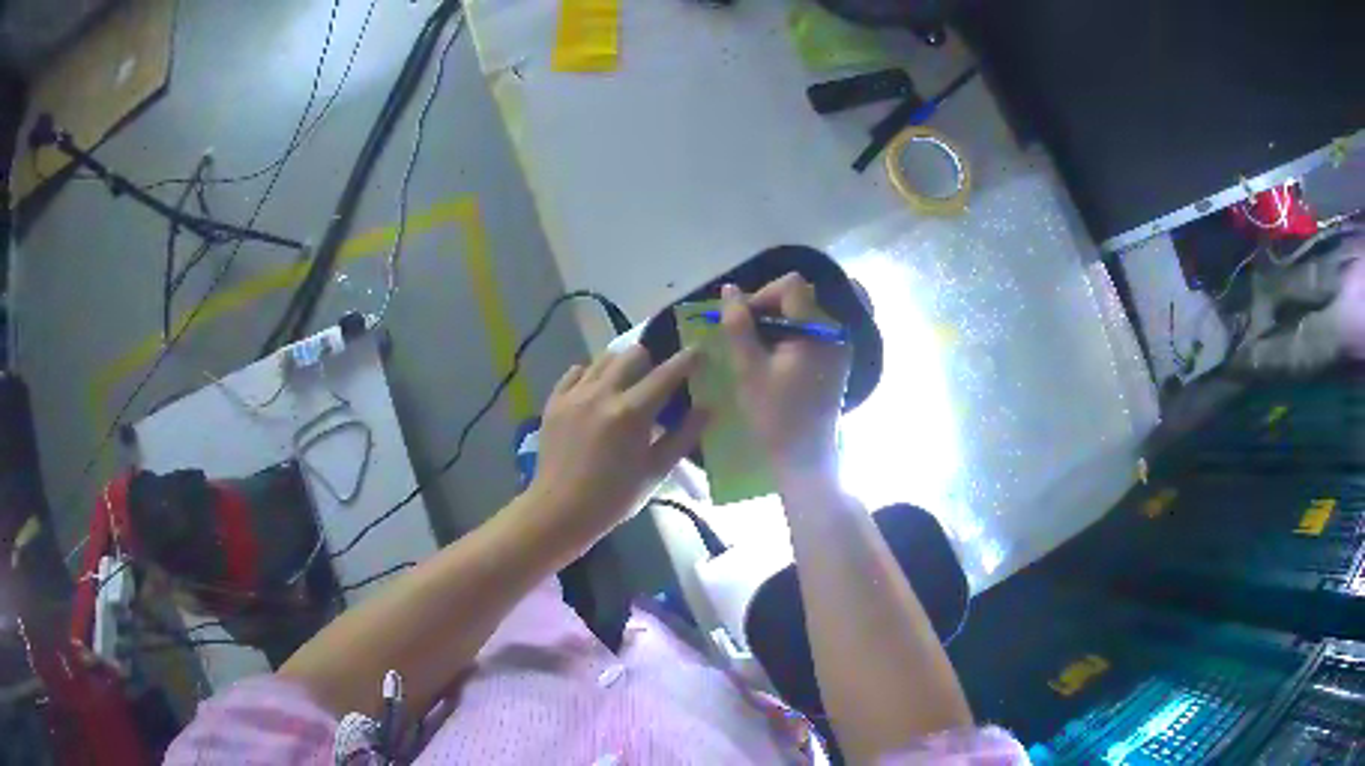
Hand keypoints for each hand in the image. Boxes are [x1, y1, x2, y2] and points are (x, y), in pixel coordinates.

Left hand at [527, 346, 708, 549]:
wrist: (560, 510)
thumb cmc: (614, 497)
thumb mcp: (656, 471)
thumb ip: (683, 436)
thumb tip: (708, 408)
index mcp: (631, 412)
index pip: (666, 374)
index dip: (687, 359)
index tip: (699, 351)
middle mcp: (602, 393)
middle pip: (633, 354)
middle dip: (651, 359)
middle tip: (659, 374)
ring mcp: (574, 394)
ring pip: (604, 359)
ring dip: (622, 364)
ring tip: (628, 382)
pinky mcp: (554, 401)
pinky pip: (576, 372)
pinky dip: (591, 374)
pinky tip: (597, 390)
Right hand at [721, 275, 850, 472]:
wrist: (805, 458)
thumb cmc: (775, 414)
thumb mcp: (749, 368)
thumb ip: (738, 325)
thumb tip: (729, 289)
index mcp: (818, 329)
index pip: (790, 285)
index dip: (762, 295)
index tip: (742, 321)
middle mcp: (835, 332)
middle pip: (799, 298)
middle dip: (768, 309)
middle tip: (744, 337)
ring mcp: (839, 347)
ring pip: (803, 315)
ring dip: (777, 324)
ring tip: (756, 351)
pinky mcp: (837, 362)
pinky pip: (811, 334)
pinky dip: (789, 338)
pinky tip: (774, 361)